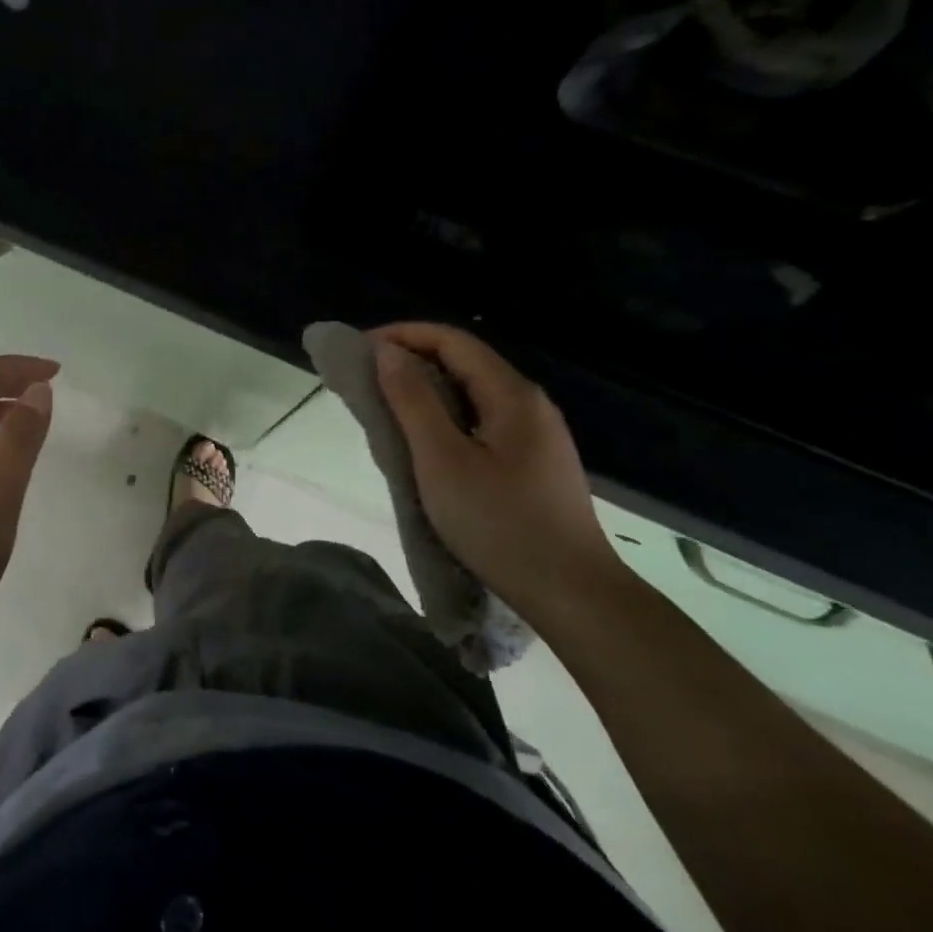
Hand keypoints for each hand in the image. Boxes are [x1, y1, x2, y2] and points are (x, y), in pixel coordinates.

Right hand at [373, 323, 627, 625]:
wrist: (574, 595)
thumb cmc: (501, 524)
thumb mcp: (443, 460)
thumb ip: (413, 400)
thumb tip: (387, 352)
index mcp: (512, 394)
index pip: (451, 340)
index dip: (402, 335)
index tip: (358, 350)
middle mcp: (529, 403)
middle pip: (464, 362)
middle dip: (411, 360)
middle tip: (365, 379)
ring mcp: (536, 434)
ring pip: (472, 393)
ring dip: (426, 391)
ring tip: (386, 407)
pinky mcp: (533, 463)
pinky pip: (481, 421)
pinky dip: (445, 417)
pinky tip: (425, 442)